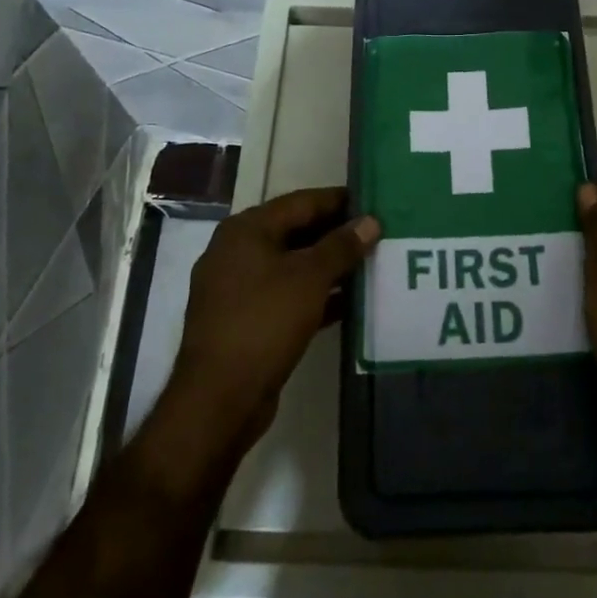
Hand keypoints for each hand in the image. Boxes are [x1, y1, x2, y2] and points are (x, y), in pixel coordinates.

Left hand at [163, 187, 378, 457]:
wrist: (220, 397)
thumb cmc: (264, 321)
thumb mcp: (309, 277)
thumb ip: (341, 246)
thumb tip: (370, 221)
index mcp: (246, 230)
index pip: (301, 202)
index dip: (338, 200)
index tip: (373, 200)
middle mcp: (237, 252)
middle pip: (295, 232)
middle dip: (336, 234)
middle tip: (377, 233)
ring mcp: (238, 288)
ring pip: (293, 266)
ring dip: (329, 267)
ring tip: (371, 263)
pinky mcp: (246, 321)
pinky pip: (287, 296)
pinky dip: (316, 296)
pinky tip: (350, 302)